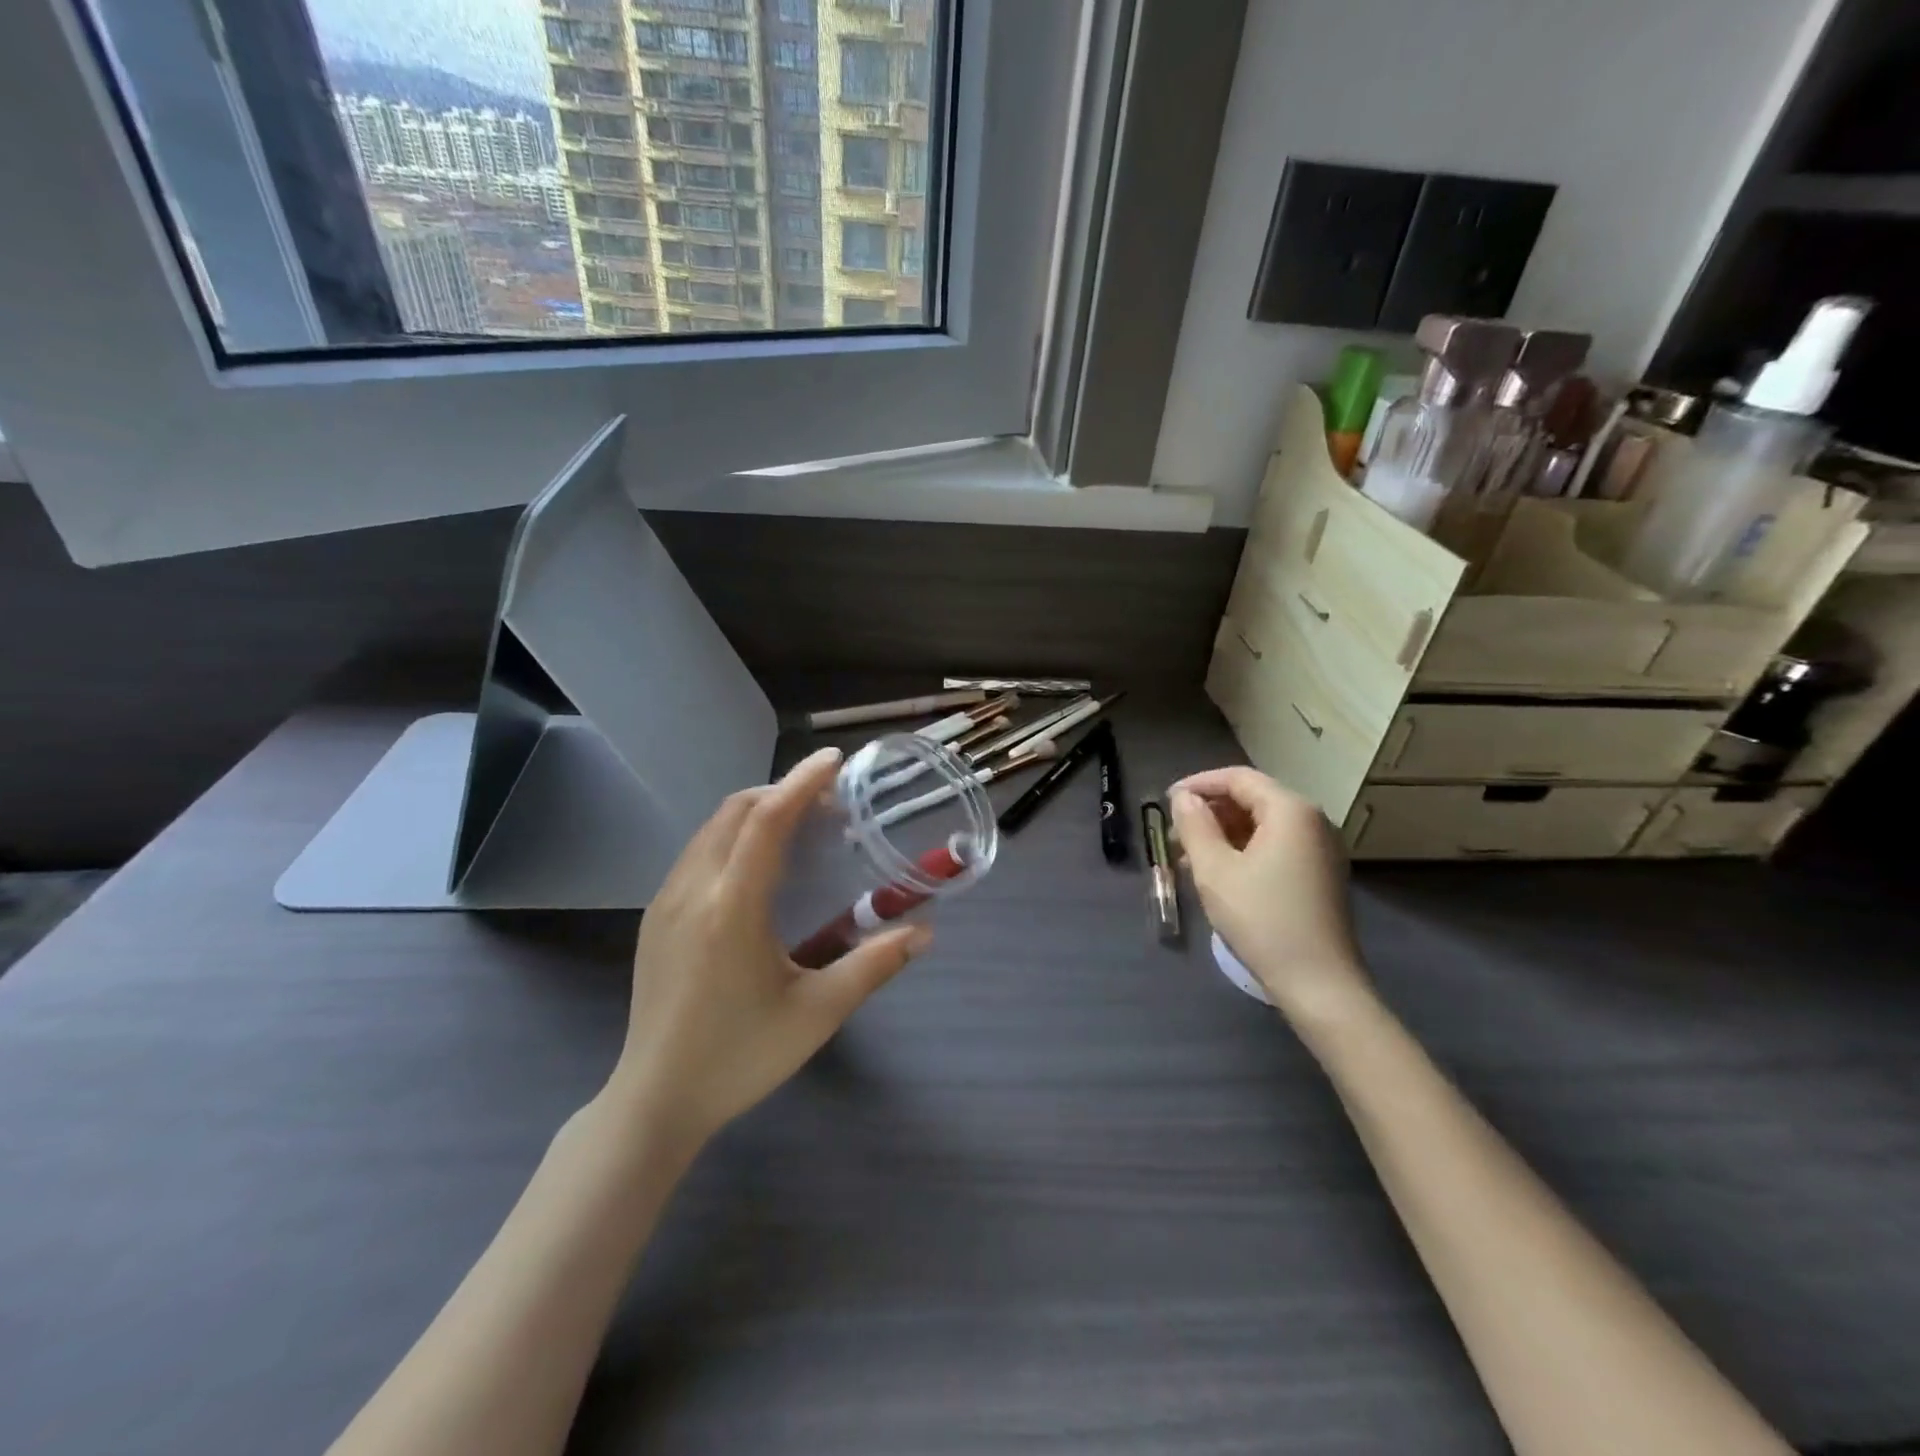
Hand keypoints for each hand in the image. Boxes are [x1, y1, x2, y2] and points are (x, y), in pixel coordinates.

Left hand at [608, 747, 931, 1145]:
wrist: (655, 1100)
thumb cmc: (741, 1056)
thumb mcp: (817, 1012)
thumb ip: (874, 965)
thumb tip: (924, 932)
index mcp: (733, 906)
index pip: (768, 820)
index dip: (802, 782)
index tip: (834, 761)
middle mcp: (693, 889)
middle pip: (736, 810)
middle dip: (782, 791)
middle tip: (827, 802)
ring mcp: (666, 902)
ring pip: (711, 828)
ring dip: (755, 812)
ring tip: (797, 826)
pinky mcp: (656, 918)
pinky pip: (697, 853)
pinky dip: (732, 836)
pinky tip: (756, 867)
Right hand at [1169, 767, 1372, 1024]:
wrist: (1319, 983)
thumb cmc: (1262, 919)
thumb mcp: (1215, 870)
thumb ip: (1195, 826)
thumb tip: (1183, 798)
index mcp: (1290, 810)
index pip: (1239, 778)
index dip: (1199, 784)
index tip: (1166, 801)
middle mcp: (1312, 820)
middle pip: (1253, 798)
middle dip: (1210, 811)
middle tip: (1174, 834)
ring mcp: (1321, 849)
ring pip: (1263, 824)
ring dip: (1224, 833)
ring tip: (1188, 858)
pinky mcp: (1320, 874)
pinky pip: (1276, 846)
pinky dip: (1244, 850)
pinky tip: (1219, 873)